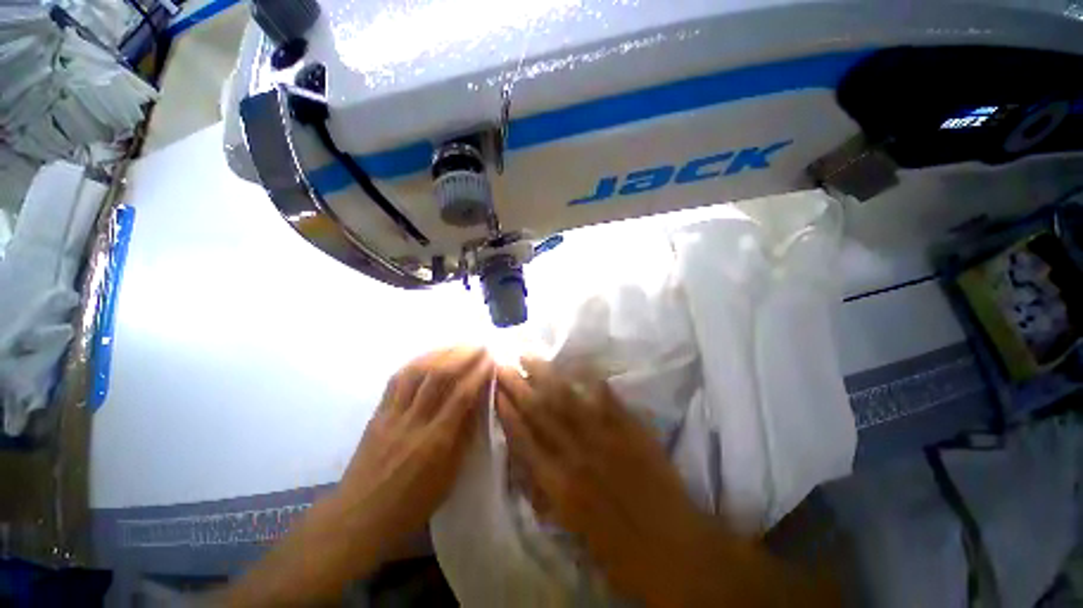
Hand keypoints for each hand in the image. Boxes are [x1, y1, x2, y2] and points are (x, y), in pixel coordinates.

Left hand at [337, 347, 492, 545]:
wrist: (359, 518)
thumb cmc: (412, 504)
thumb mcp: (449, 476)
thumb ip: (464, 436)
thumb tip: (477, 404)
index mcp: (436, 442)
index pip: (461, 395)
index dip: (478, 373)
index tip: (491, 359)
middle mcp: (414, 422)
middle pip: (438, 377)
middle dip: (461, 355)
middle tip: (478, 345)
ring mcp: (392, 415)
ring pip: (416, 372)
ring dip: (439, 353)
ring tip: (456, 345)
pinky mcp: (377, 414)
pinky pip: (396, 380)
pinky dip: (415, 363)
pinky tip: (428, 357)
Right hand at [496, 358, 718, 605]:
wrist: (674, 550)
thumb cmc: (617, 549)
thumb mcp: (570, 526)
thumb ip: (545, 490)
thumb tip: (527, 457)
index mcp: (558, 486)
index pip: (523, 439)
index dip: (507, 412)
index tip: (495, 390)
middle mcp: (575, 455)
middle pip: (540, 411)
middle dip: (517, 385)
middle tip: (503, 363)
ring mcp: (604, 437)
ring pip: (567, 398)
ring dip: (545, 374)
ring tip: (529, 355)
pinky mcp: (630, 429)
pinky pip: (604, 398)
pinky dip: (588, 379)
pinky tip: (575, 363)